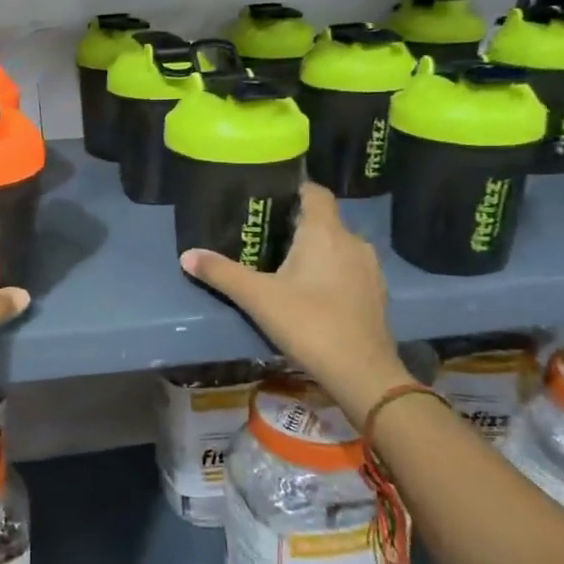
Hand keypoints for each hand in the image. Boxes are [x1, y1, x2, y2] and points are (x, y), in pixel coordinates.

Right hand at [181, 181, 410, 423]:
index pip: (315, 192)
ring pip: (339, 246)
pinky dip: (332, 272)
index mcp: (325, 232)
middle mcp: (353, 242)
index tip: (269, 198)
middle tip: (265, 235)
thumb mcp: (257, 297)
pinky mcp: (377, 294)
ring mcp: (369, 269)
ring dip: (316, 250)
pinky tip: (312, 292)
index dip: (294, 189)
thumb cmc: (309, 323)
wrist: (362, 374)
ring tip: (285, 264)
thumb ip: (222, 273)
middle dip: (297, 224)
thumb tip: (187, 255)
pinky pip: (350, 269)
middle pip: (325, 220)